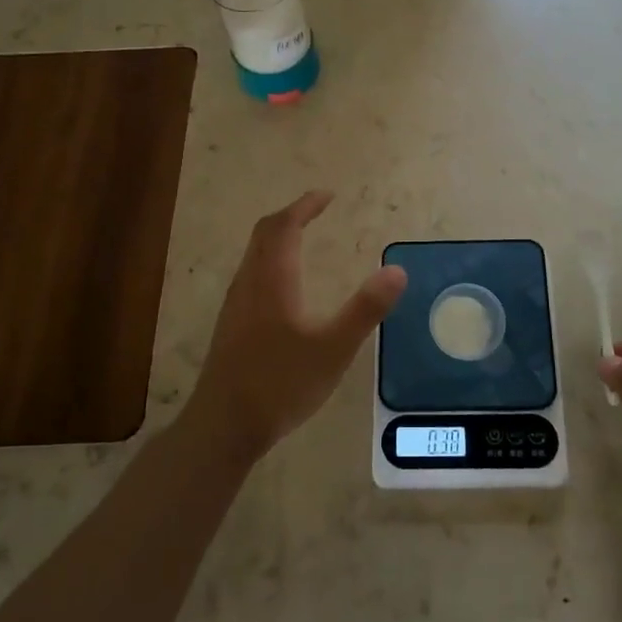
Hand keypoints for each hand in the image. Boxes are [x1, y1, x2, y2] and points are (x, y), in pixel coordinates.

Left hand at [185, 191, 407, 460]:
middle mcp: (249, 283)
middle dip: (291, 215)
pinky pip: (251, 273)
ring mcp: (235, 304)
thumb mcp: (334, 348)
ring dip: (278, 236)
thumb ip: (365, 309)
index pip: (285, 226)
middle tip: (317, 210)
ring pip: (254, 254)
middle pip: (265, 233)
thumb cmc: (280, 383)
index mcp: (273, 279)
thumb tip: (397, 270)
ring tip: (303, 238)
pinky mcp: (231, 324)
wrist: (223, 426)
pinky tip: (284, 284)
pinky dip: (271, 259)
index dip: (305, 206)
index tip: (328, 196)